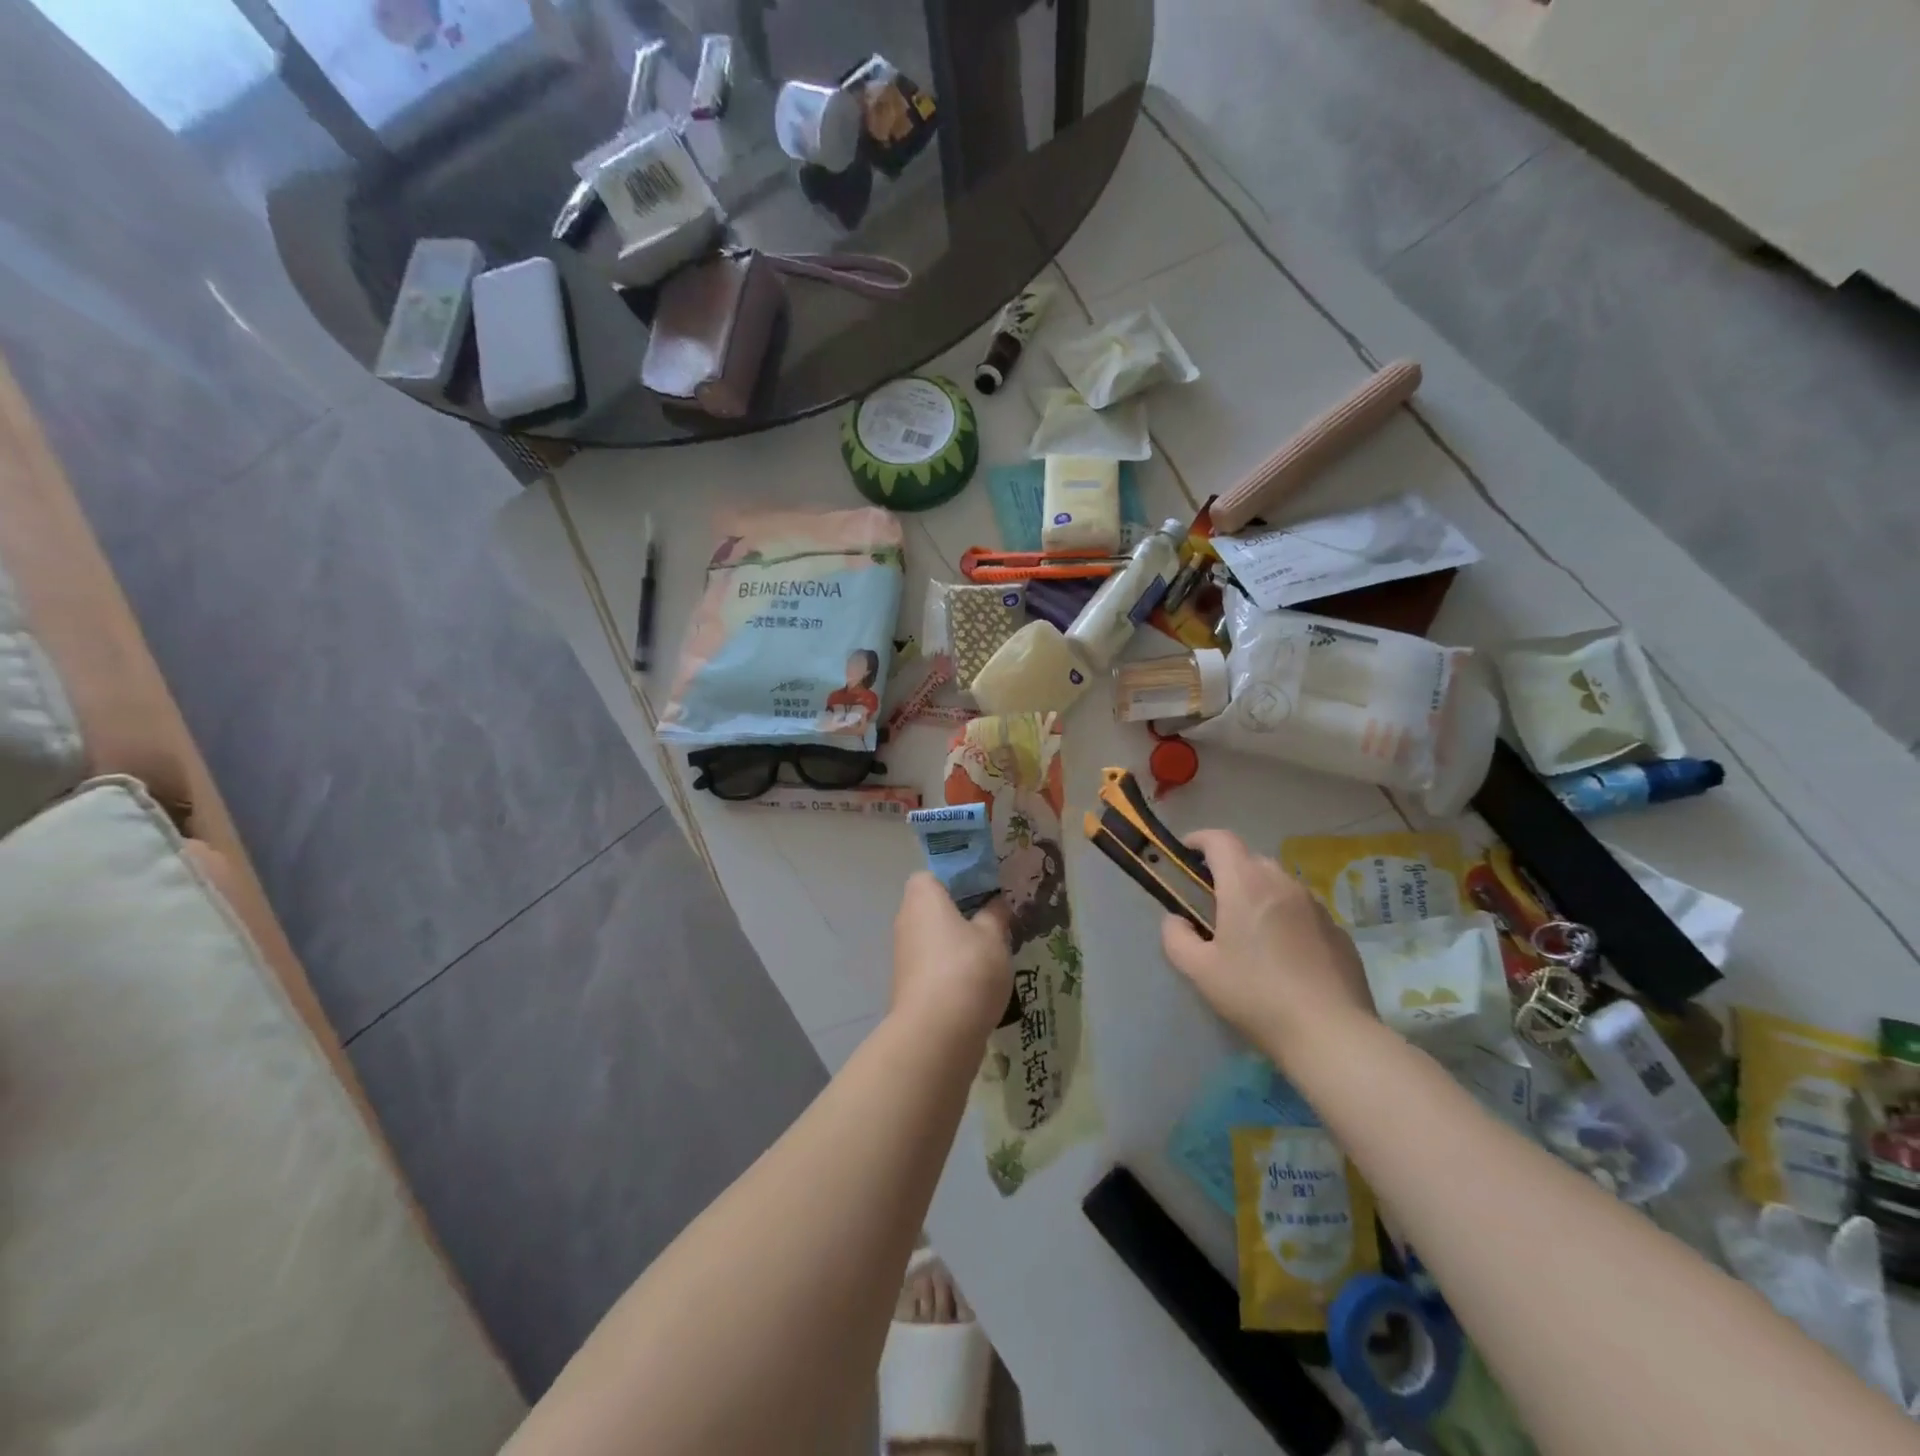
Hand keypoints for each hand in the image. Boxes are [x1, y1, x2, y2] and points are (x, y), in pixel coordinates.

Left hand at [891, 873, 1013, 1041]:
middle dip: (962, 911)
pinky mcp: (911, 985)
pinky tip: (982, 978)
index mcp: (922, 898)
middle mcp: (907, 921)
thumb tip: (996, 903)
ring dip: (960, 941)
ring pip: (936, 937)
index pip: (931, 875)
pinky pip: (936, 964)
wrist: (937, 1034)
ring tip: (995, 949)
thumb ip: (996, 915)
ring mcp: (906, 956)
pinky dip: (955, 967)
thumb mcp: (994, 936)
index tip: (984, 887)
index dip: (956, 877)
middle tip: (996, 917)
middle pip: (934, 906)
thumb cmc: (967, 969)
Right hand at [1160, 830, 1372, 1056]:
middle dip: (1227, 871)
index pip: (1220, 839)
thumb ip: (1176, 937)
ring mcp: (1316, 905)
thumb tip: (1177, 920)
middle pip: (1250, 859)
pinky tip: (1284, 957)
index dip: (1199, 840)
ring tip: (1249, 932)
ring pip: (1279, 884)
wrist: (1331, 1034)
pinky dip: (1286, 919)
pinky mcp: (1338, 931)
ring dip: (1258, 894)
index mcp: (1246, 884)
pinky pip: (1303, 911)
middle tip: (1213, 904)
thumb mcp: (1199, 970)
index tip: (1186, 856)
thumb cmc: (1256, 994)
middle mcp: (1283, 883)